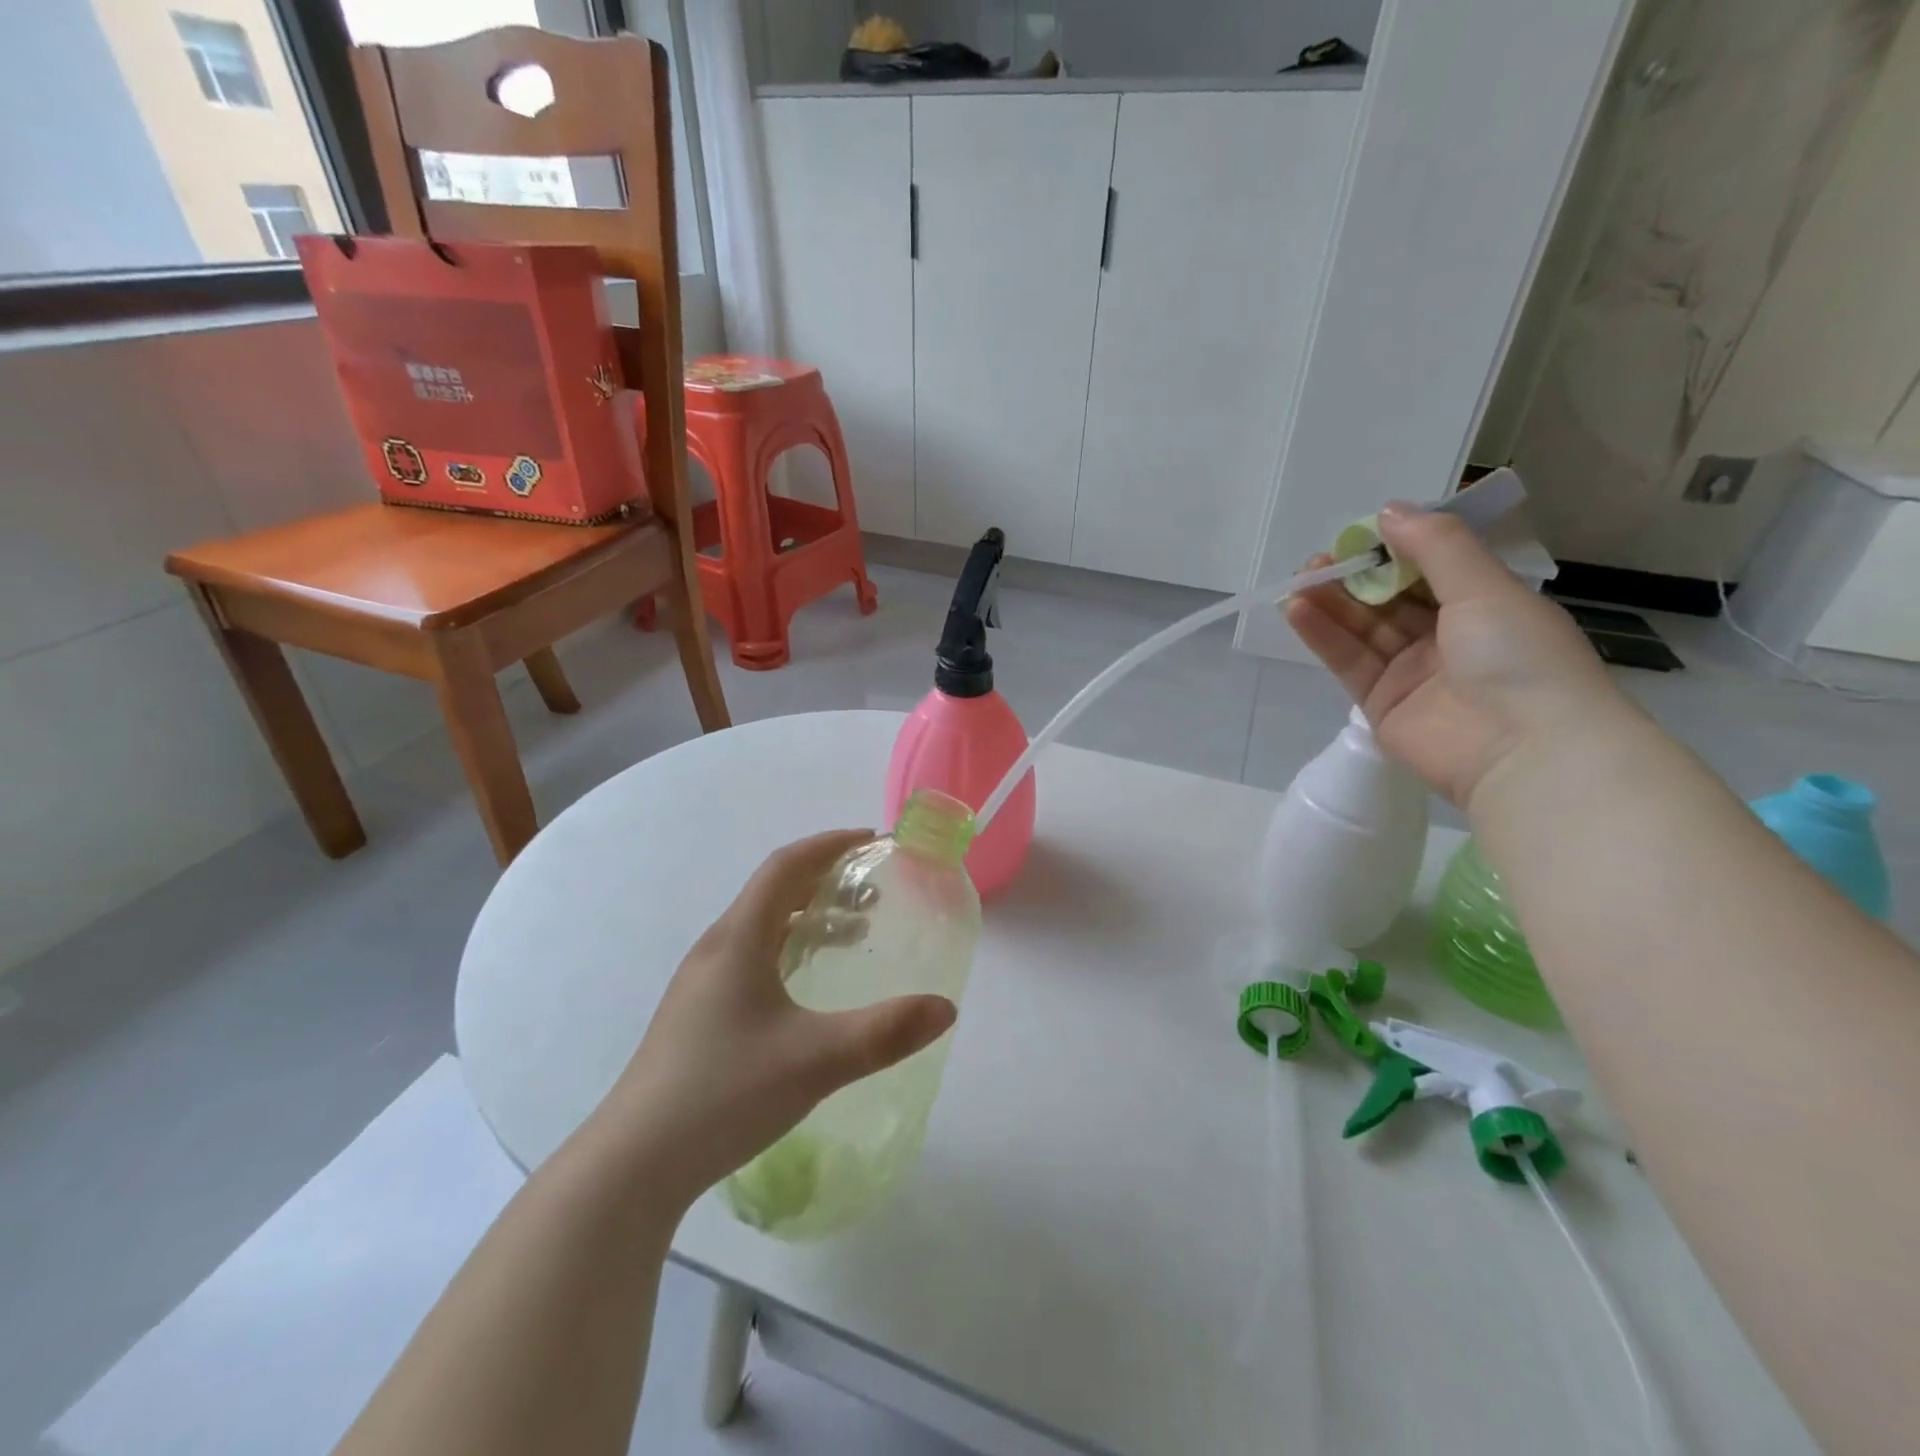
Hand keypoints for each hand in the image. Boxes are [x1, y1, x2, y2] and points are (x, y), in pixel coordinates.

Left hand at [596, 830, 957, 1210]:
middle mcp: (716, 949)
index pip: (786, 866)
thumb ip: (886, 1032)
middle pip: (774, 891)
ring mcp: (701, 982)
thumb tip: (946, 1008)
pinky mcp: (697, 1013)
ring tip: (853, 934)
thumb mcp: (817, 1060)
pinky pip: (751, 956)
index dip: (829, 844)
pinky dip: (789, 948)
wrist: (632, 1164)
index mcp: (738, 939)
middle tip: (874, 890)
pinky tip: (807, 986)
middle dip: (826, 878)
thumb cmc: (724, 1094)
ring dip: (809, 916)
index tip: (871, 840)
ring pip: (762, 926)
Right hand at [1285, 504, 1631, 809]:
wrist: (1522, 753)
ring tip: (1300, 580)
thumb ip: (1436, 546)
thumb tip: (1388, 511)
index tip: (1360, 534)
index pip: (1429, 569)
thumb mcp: (1485, 588)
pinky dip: (1322, 634)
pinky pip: (1347, 660)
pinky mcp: (1379, 701)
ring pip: (1363, 628)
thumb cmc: (1518, 657)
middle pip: (1389, 599)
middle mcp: (1447, 637)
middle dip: (1355, 576)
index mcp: (1485, 606)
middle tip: (1319, 560)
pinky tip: (1298, 608)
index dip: (1394, 549)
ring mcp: (1411, 671)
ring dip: (1331, 602)